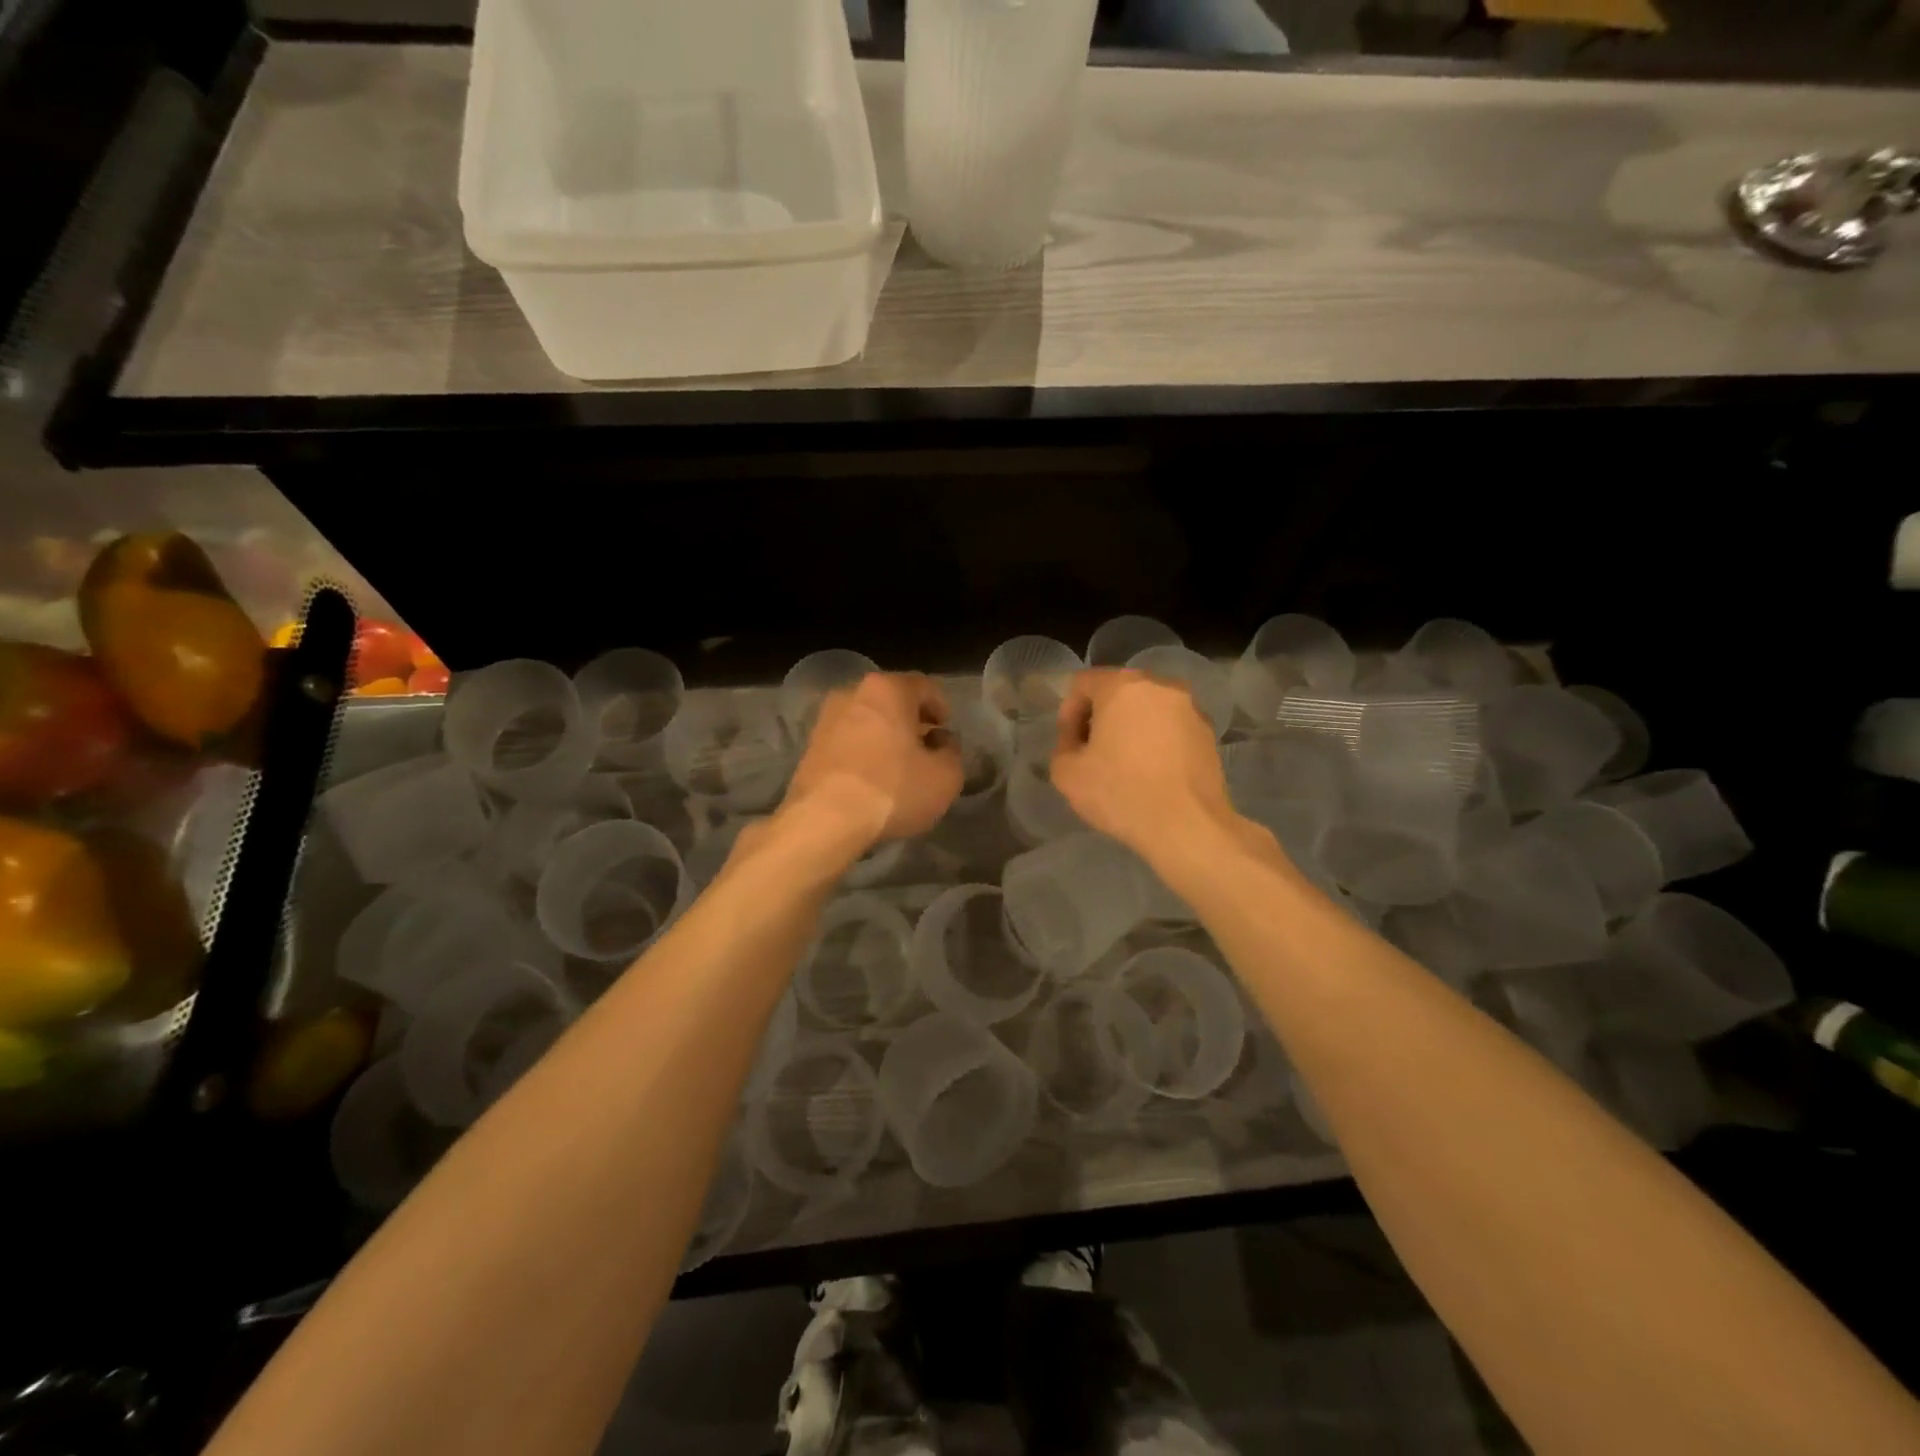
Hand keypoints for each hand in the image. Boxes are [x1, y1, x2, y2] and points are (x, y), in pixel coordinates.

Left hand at [782, 673, 963, 849]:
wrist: (825, 820)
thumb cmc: (893, 790)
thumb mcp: (946, 776)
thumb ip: (952, 752)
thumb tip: (941, 742)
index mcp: (888, 689)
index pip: (924, 686)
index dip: (941, 707)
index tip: (946, 729)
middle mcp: (853, 693)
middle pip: (891, 700)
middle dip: (910, 719)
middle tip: (925, 745)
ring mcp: (826, 718)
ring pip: (867, 719)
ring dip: (884, 735)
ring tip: (897, 764)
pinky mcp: (810, 746)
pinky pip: (847, 740)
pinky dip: (862, 750)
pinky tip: (871, 777)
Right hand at [1050, 668, 1236, 859]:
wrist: (1187, 825)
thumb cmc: (1121, 792)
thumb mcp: (1066, 773)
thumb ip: (1063, 746)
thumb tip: (1078, 741)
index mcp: (1122, 686)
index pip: (1083, 683)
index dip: (1068, 712)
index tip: (1069, 744)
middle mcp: (1160, 686)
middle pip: (1119, 691)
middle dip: (1101, 717)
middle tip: (1092, 752)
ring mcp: (1190, 708)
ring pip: (1148, 709)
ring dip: (1131, 728)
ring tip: (1124, 764)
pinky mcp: (1209, 733)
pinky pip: (1172, 728)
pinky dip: (1157, 741)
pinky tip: (1152, 773)